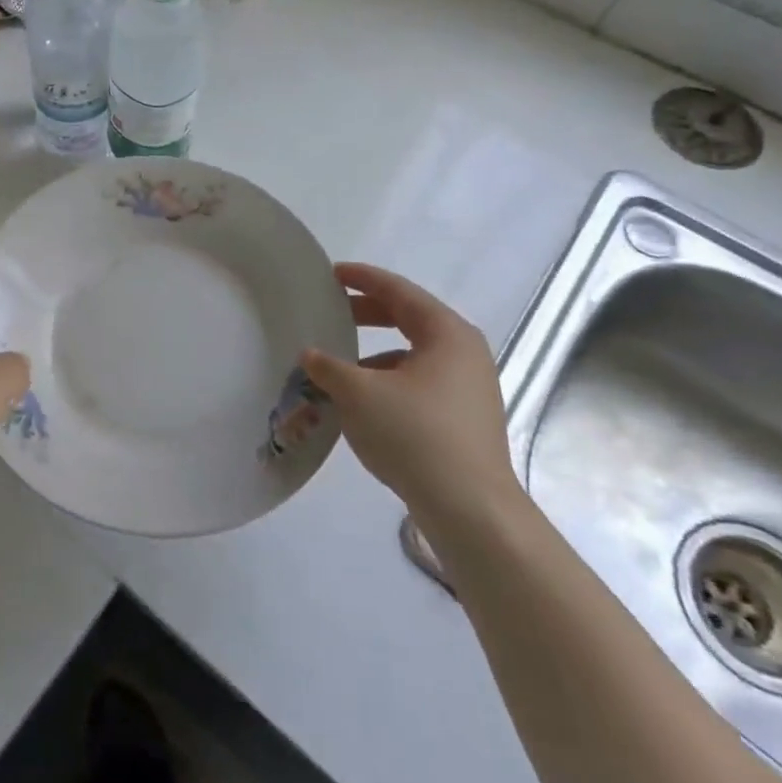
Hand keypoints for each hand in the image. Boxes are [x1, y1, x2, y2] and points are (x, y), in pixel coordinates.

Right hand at [300, 263, 522, 533]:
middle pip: (408, 320)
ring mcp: (469, 388)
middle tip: (330, 312)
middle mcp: (464, 353)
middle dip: (366, 315)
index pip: (399, 292)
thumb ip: (328, 367)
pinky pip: (418, 383)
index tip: (331, 273)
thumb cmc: (415, 435)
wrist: (471, 509)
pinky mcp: (464, 419)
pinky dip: (387, 381)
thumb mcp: (358, 394)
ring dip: (373, 354)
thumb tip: (310, 356)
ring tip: (338, 366)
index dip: (362, 279)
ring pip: (412, 355)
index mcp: (446, 333)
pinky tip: (361, 403)